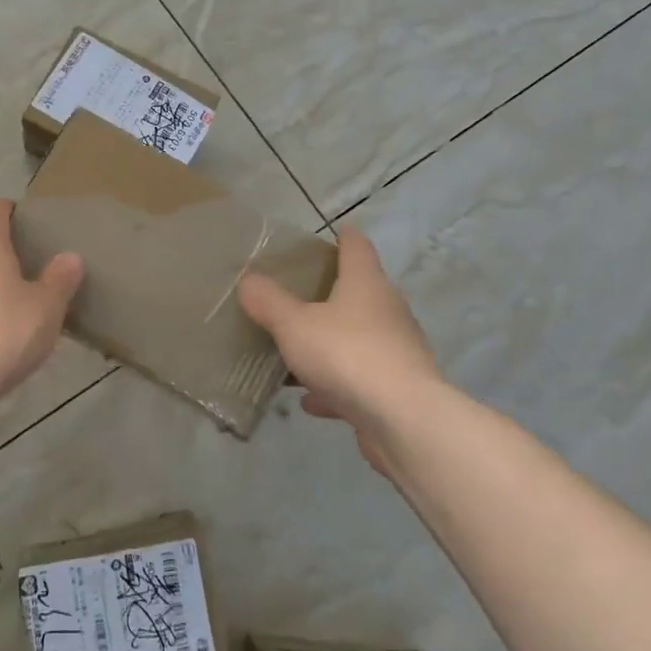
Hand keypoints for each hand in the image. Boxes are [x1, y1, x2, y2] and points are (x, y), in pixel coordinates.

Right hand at [238, 228, 441, 478]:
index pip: (357, 248)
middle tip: (298, 295)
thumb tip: (249, 280)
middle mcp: (387, 311)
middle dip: (331, 294)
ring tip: (296, 351)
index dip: (345, 237)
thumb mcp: (293, 324)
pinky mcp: (396, 389)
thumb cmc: (346, 354)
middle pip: (359, 293)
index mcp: (366, 284)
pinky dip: (334, 385)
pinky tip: (310, 399)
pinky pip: (358, 379)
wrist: (402, 420)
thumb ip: (269, 302)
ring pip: (357, 339)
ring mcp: (396, 351)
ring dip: (330, 343)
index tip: (336, 231)